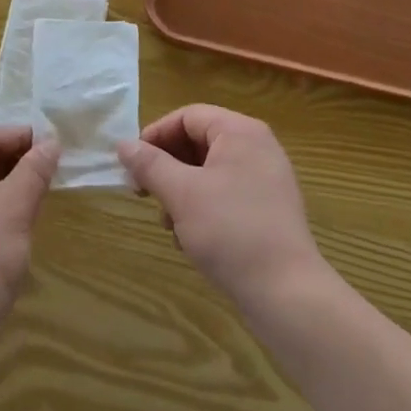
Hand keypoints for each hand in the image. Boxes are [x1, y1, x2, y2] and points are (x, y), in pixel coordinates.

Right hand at [117, 106, 326, 312]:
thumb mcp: (181, 194)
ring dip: (181, 192)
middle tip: (144, 194)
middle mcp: (257, 147)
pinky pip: (226, 194)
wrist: (287, 294)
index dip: (155, 135)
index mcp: (240, 132)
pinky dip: (203, 208)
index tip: (132, 165)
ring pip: (209, 171)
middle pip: (199, 142)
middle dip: (167, 168)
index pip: (188, 116)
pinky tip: (190, 239)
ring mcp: (266, 179)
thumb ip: (150, 164)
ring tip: (169, 224)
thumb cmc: (231, 231)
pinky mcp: (269, 209)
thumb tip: (123, 144)